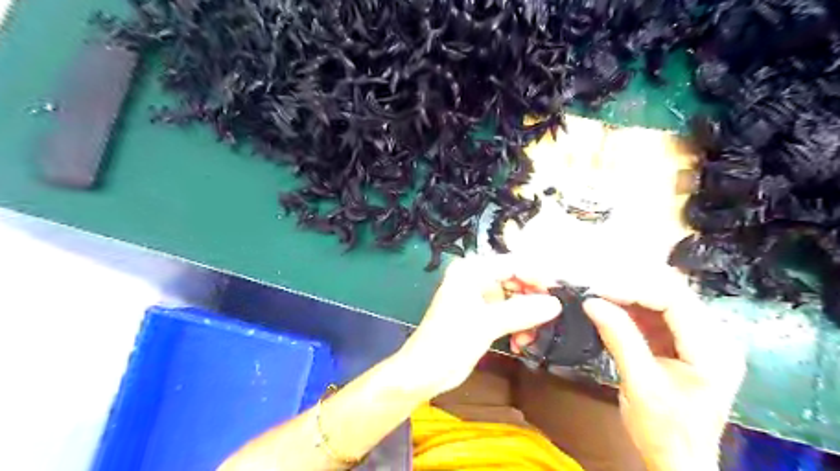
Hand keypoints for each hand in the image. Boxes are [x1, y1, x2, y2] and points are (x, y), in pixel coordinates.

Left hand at [399, 257, 560, 399]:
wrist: (424, 371)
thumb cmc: (449, 341)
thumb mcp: (486, 324)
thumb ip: (521, 311)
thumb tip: (556, 304)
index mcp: (471, 271)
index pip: (512, 263)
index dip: (536, 276)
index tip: (557, 294)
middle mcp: (476, 278)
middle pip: (516, 280)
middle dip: (532, 300)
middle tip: (548, 319)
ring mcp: (479, 297)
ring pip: (514, 298)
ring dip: (526, 316)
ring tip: (530, 337)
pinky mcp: (482, 315)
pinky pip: (508, 313)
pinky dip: (518, 325)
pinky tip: (520, 342)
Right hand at [582, 270, 743, 469]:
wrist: (679, 462)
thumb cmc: (664, 431)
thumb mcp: (639, 384)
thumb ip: (619, 338)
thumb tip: (591, 302)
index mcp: (713, 350)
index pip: (674, 300)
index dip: (633, 289)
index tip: (597, 290)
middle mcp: (714, 336)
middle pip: (671, 293)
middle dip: (630, 286)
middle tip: (593, 288)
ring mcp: (700, 337)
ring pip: (662, 298)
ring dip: (628, 294)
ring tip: (597, 294)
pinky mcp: (684, 341)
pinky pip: (656, 313)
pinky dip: (631, 307)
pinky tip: (609, 307)